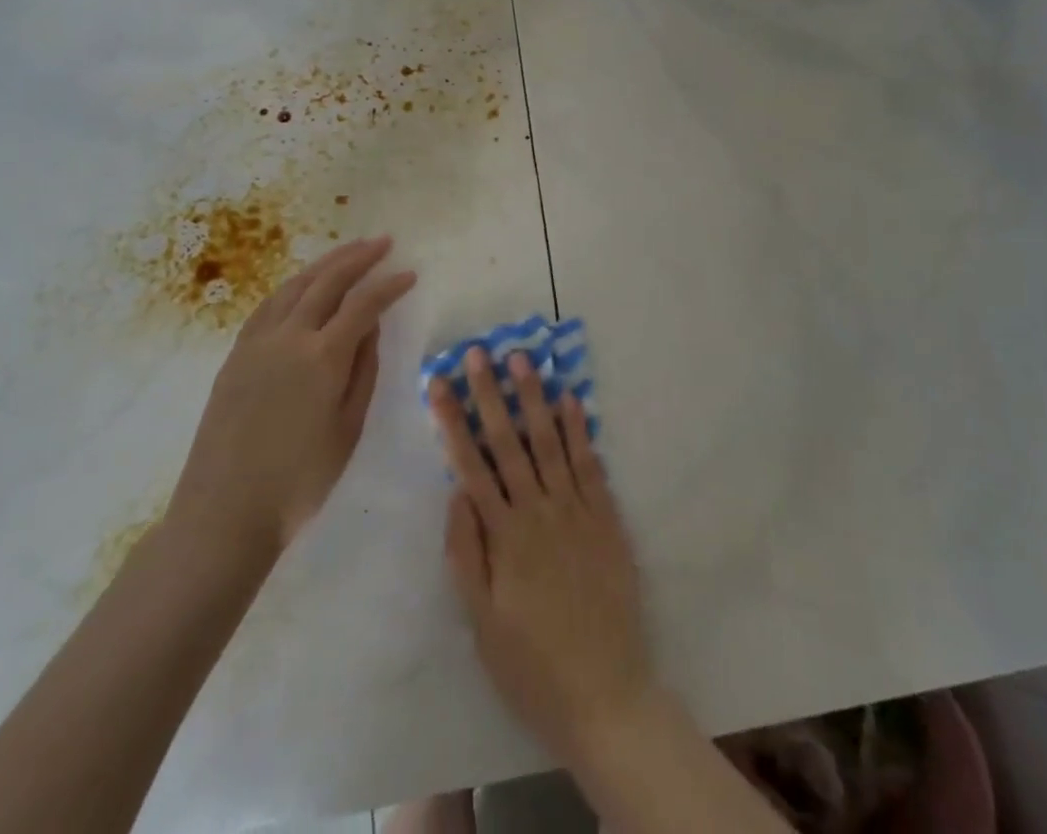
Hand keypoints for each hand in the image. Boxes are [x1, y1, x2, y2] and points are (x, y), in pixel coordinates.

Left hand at [167, 237, 416, 558]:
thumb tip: (371, 327)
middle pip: (328, 281)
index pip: (364, 304)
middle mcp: (289, 336)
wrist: (224, 511)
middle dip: (358, 257)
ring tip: (348, 251)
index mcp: (323, 356)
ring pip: (295, 286)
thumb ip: (363, 370)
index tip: (410, 273)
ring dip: (325, 264)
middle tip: (383, 242)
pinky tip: (303, 284)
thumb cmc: (299, 480)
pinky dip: (293, 285)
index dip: (389, 286)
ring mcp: (257, 342)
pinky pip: (269, 304)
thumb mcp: (348, 428)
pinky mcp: (236, 354)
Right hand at [431, 347, 654, 760]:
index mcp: (503, 536)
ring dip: (534, 398)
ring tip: (522, 360)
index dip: (454, 421)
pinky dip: (580, 430)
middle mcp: (538, 512)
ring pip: (550, 442)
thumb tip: (455, 492)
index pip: (471, 464)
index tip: (440, 382)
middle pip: (508, 442)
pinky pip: (590, 464)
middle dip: (490, 395)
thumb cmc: (532, 665)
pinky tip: (571, 399)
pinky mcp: (606, 518)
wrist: (606, 694)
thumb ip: (466, 554)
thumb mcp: (482, 622)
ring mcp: (576, 510)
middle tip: (479, 352)